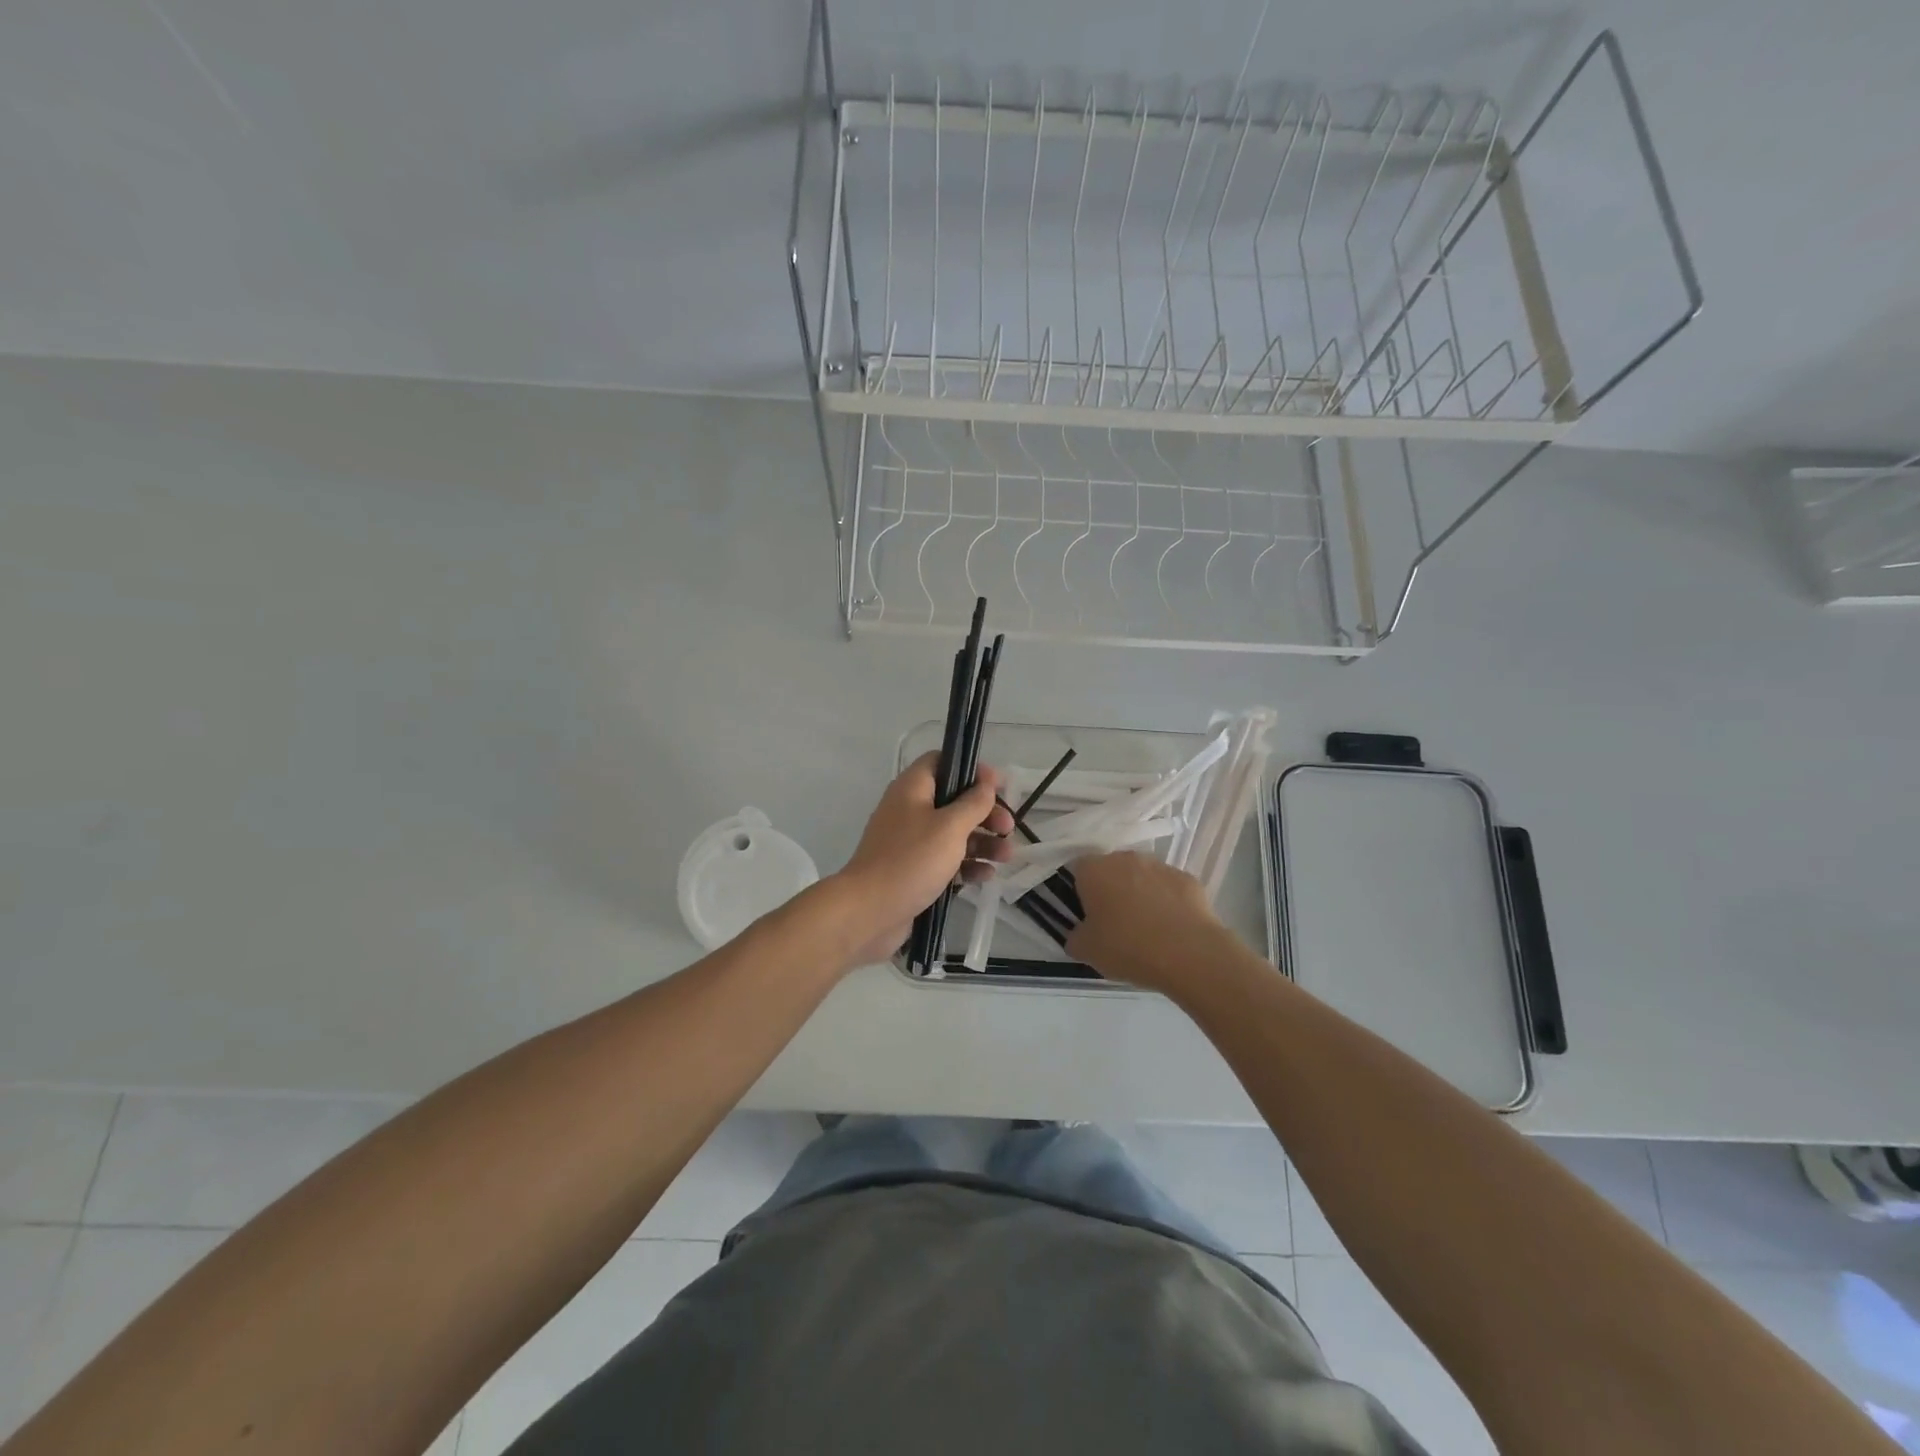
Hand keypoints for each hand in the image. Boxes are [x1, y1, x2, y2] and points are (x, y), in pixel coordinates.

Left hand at [827, 752, 1014, 966]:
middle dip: (984, 813)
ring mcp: (910, 843)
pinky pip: (945, 861)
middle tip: (1008, 828)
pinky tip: (986, 876)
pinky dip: (966, 865)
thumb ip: (974, 803)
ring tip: (1007, 856)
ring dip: (982, 842)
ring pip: (953, 834)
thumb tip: (987, 782)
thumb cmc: (911, 860)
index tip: (998, 786)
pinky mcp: (913, 871)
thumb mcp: (950, 827)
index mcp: (912, 789)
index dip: (971, 769)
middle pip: (953, 801)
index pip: (941, 762)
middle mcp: (909, 810)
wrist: (869, 911)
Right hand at [1066, 851, 1231, 991]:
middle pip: (1111, 870)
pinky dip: (1167, 902)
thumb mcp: (1086, 951)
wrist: (1188, 953)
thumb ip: (1075, 936)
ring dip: (1140, 894)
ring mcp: (1160, 865)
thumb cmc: (1127, 947)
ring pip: (1141, 876)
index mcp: (1094, 870)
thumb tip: (1080, 933)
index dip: (1080, 892)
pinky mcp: (1187, 878)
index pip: (1078, 870)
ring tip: (1146, 929)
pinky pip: (1169, 888)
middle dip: (1111, 890)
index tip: (1086, 916)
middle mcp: (1125, 858)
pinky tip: (1171, 929)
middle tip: (1114, 923)